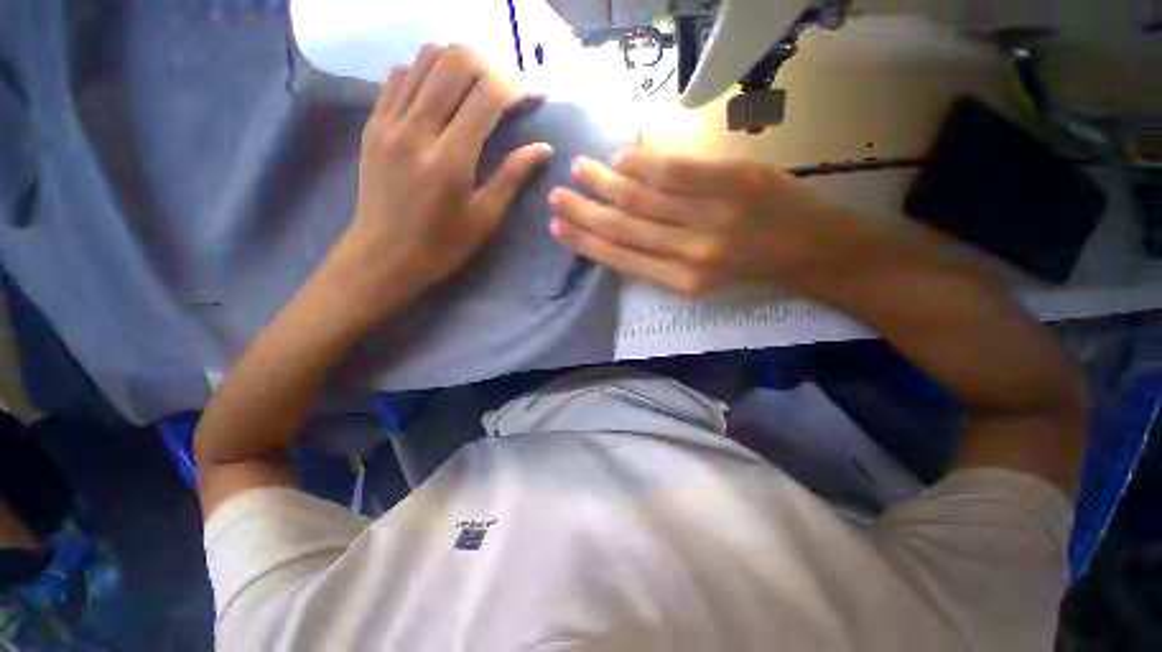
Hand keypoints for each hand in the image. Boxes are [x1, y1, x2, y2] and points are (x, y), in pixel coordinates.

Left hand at [331, 45, 552, 316]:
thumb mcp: (484, 219)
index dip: (518, 86)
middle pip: (455, 62)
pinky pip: (400, 75)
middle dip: (492, 64)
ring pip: (426, 59)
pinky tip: (444, 94)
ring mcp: (389, 121)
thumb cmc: (441, 247)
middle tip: (510, 86)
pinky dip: (428, 72)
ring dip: (460, 63)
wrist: (382, 256)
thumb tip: (543, 148)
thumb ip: (512, 177)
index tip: (537, 93)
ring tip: (480, 85)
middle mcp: (416, 130)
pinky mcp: (373, 123)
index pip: (487, 96)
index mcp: (450, 160)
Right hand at [548, 150, 843, 295]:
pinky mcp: (734, 180)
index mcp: (681, 281)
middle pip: (625, 227)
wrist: (812, 250)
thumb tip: (620, 233)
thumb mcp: (701, 279)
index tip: (559, 230)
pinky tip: (620, 158)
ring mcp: (713, 215)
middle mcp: (691, 253)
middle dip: (584, 213)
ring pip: (643, 197)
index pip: (622, 258)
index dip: (587, 243)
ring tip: (579, 169)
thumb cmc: (750, 270)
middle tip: (556, 198)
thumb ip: (660, 260)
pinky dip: (643, 162)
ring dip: (604, 183)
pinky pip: (676, 170)